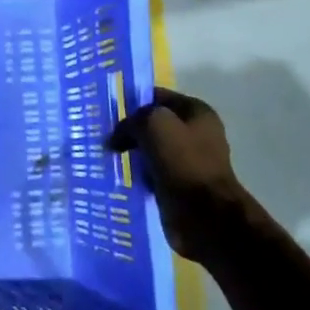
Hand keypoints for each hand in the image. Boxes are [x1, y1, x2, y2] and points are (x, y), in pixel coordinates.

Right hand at [108, 87, 252, 262]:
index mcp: (197, 112)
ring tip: (108, 156)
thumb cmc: (182, 161)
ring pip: (151, 148)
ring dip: (132, 153)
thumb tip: (117, 137)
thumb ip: (131, 121)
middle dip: (130, 129)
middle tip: (105, 135)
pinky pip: (152, 171)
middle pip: (153, 123)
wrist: (205, 213)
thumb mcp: (152, 124)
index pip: (157, 96)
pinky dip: (138, 173)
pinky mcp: (180, 184)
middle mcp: (196, 133)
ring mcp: (189, 160)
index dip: (133, 101)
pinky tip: (122, 175)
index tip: (108, 111)